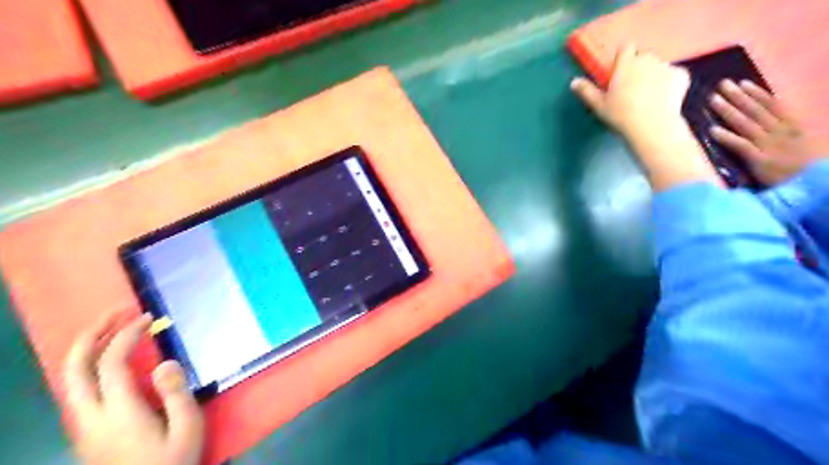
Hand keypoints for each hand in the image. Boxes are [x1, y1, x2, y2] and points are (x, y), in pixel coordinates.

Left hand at [63, 314, 202, 463]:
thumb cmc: (172, 461)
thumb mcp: (187, 427)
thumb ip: (176, 393)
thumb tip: (165, 362)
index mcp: (119, 412)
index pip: (111, 363)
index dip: (126, 335)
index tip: (147, 318)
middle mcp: (92, 416)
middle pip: (74, 369)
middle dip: (91, 334)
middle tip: (116, 312)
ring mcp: (85, 425)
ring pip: (70, 380)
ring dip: (87, 348)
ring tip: (112, 329)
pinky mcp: (87, 432)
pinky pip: (79, 390)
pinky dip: (90, 365)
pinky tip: (110, 361)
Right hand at [571, 42, 719, 189]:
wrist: (651, 125)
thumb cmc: (620, 115)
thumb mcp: (598, 105)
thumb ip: (586, 91)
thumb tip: (574, 82)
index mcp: (626, 64)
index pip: (625, 47)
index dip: (624, 56)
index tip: (620, 69)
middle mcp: (647, 59)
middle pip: (643, 57)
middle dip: (639, 68)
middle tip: (633, 89)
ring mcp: (666, 66)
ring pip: (658, 66)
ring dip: (654, 76)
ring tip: (649, 97)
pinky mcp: (681, 75)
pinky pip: (673, 75)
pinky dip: (669, 84)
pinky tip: (663, 99)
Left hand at [705, 78, 828, 184]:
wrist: (822, 185)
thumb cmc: (814, 169)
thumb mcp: (808, 146)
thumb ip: (791, 137)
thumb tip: (775, 126)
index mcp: (795, 127)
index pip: (773, 105)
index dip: (757, 93)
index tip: (743, 83)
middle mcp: (781, 132)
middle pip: (756, 110)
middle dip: (738, 96)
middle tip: (721, 84)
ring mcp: (770, 146)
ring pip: (745, 123)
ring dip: (728, 110)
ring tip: (713, 99)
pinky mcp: (760, 161)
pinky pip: (741, 145)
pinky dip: (727, 137)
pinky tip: (712, 130)